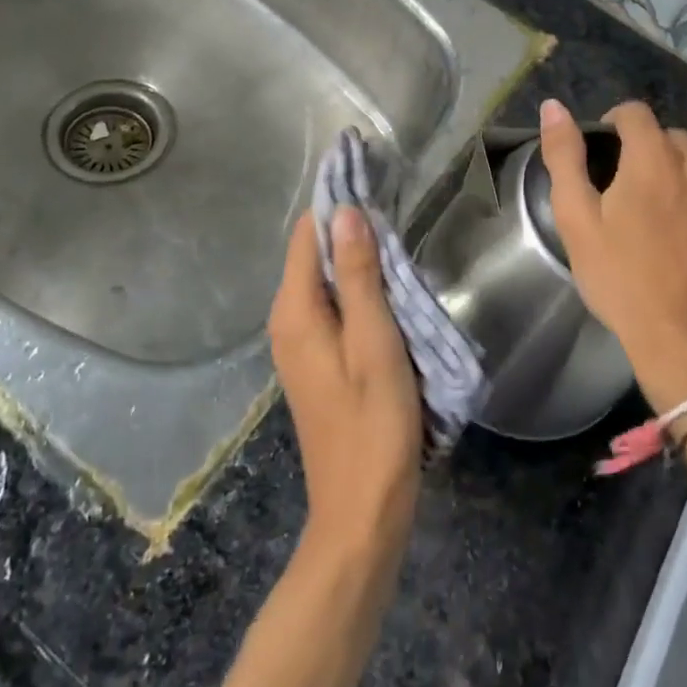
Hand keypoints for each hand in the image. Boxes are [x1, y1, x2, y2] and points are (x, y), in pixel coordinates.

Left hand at [268, 208, 421, 564]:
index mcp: (295, 311)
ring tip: (398, 235)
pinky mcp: (317, 359)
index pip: (308, 234)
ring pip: (326, 278)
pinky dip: (358, 286)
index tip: (372, 175)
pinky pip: (333, 304)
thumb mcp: (374, 343)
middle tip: (394, 202)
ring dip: (358, 256)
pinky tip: (389, 284)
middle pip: (314, 253)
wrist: (362, 510)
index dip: (337, 201)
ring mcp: (300, 342)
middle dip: (349, 225)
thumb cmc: (374, 424)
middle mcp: (288, 320)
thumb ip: (359, 276)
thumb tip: (345, 212)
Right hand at [539, 98, 686, 415]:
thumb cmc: (623, 281)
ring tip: (669, 224)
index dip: (615, 124)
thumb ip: (564, 156)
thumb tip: (554, 106)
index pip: (636, 113)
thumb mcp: (576, 220)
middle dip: (651, 155)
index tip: (604, 154)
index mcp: (656, 159)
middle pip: (674, 141)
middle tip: (631, 196)